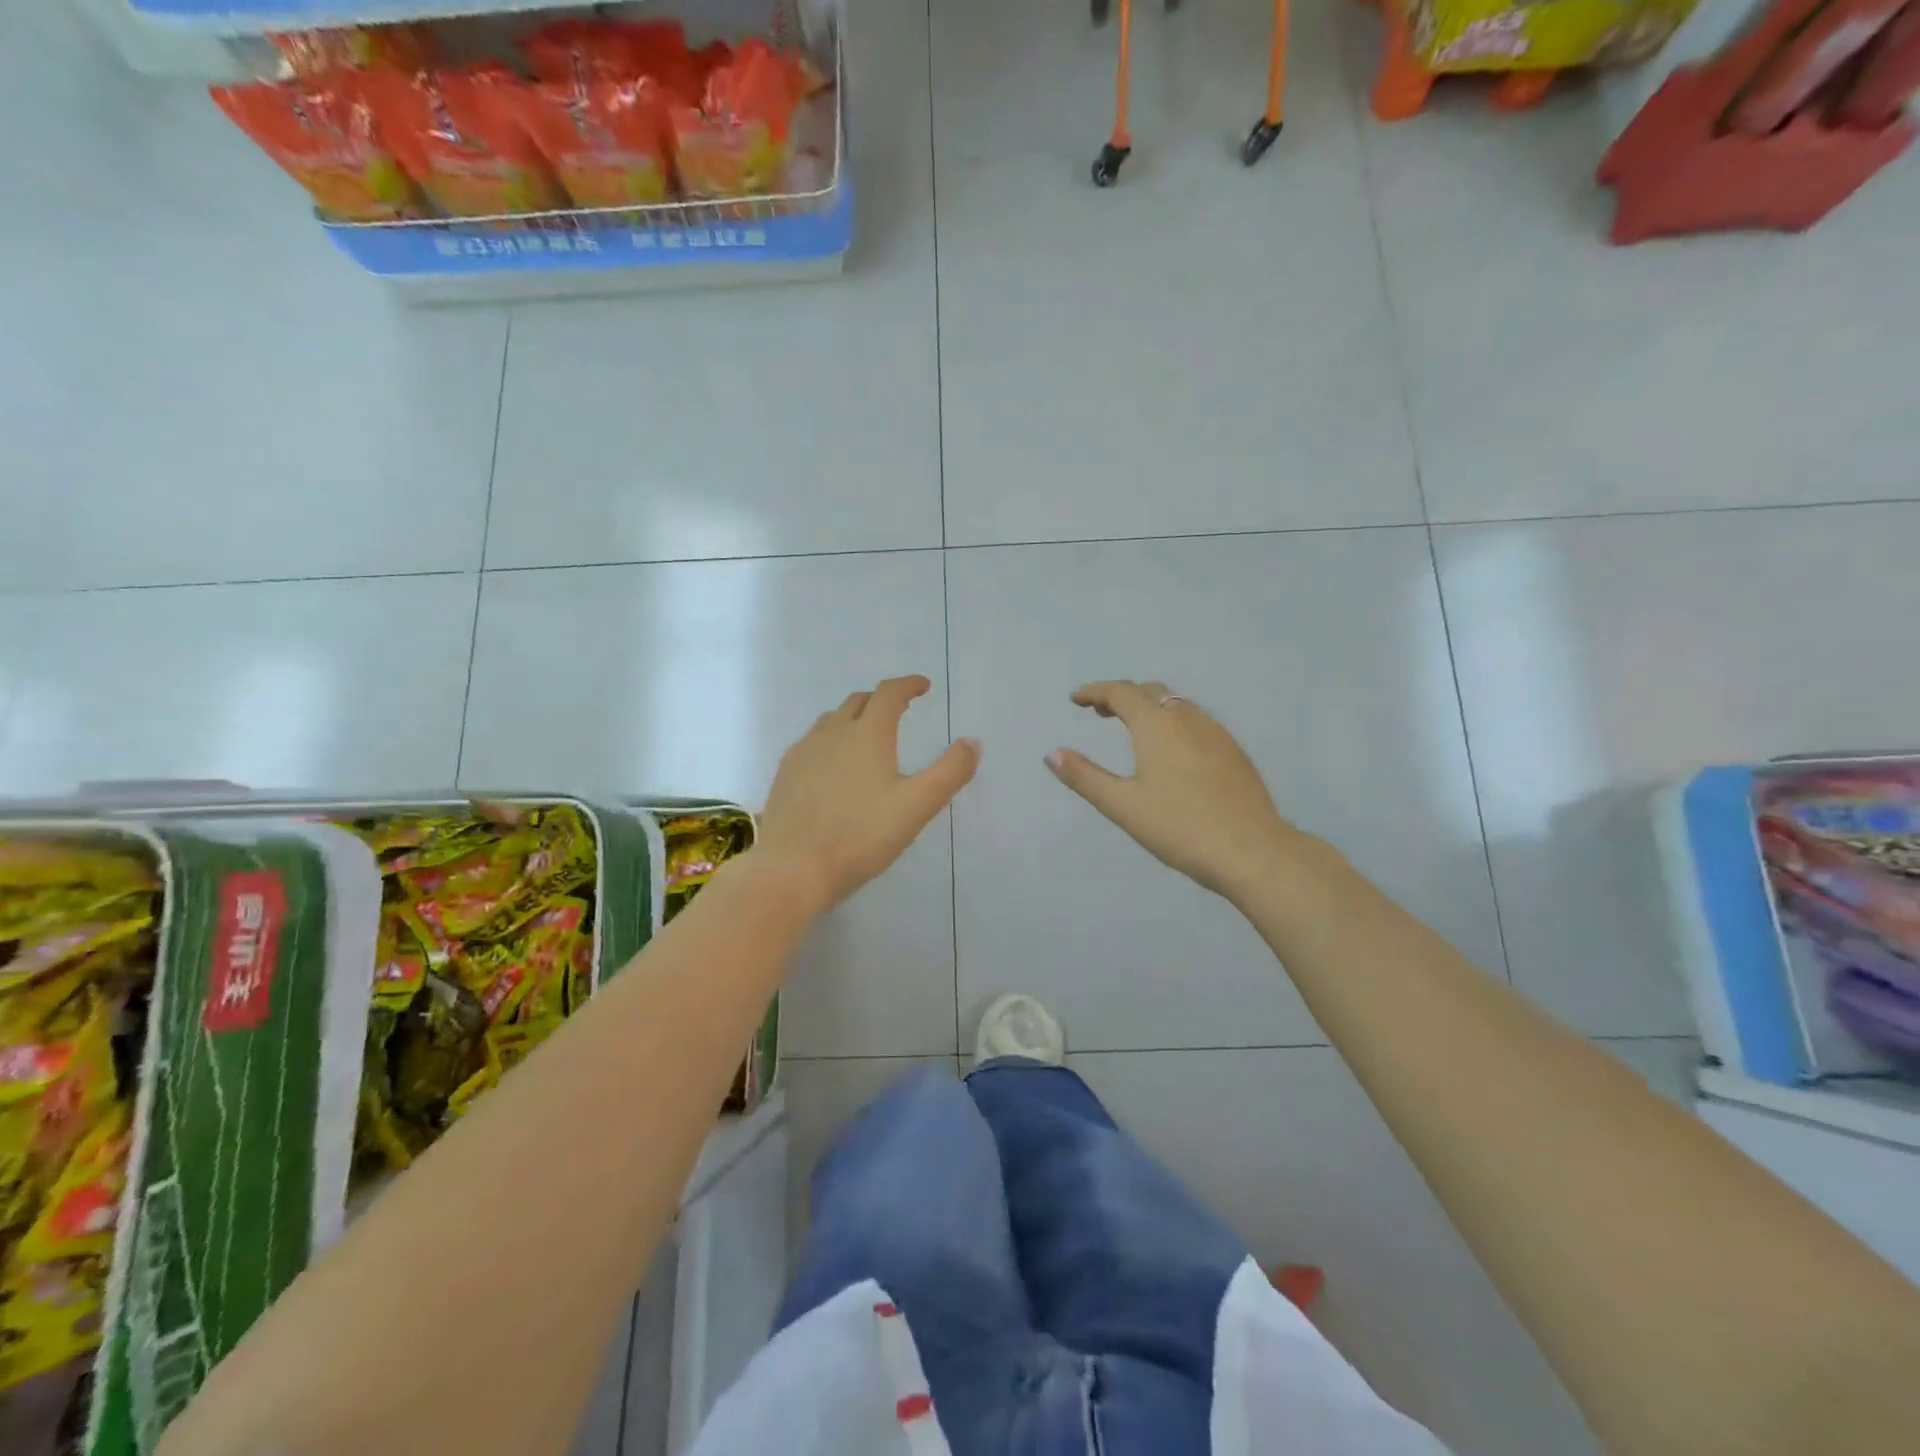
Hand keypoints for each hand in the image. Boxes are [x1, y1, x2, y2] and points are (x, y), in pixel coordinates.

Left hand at [755, 676, 979, 915]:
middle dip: (882, 700)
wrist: (792, 868)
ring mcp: (803, 751)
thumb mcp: (916, 806)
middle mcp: (832, 732)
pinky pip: (811, 743)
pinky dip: (830, 741)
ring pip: (831, 720)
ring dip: (853, 718)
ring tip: (867, 735)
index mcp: (867, 734)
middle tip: (900, 711)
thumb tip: (972, 742)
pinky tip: (832, 767)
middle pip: (858, 701)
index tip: (923, 686)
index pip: (889, 694)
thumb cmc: (860, 835)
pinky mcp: (785, 773)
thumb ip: (949, 772)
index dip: (908, 685)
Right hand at [1047, 680, 1311, 900]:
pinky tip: (1172, 750)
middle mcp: (1188, 718)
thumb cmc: (1180, 828)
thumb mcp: (1123, 806)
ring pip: (1177, 704)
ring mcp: (1216, 733)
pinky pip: (1196, 720)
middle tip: (1100, 713)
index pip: (1121, 693)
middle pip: (1150, 692)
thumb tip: (1052, 753)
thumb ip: (1085, 777)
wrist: (1253, 851)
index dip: (1095, 692)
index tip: (1076, 699)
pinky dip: (1172, 720)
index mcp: (1157, 726)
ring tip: (1132, 728)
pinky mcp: (1234, 752)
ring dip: (1149, 706)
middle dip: (1121, 696)